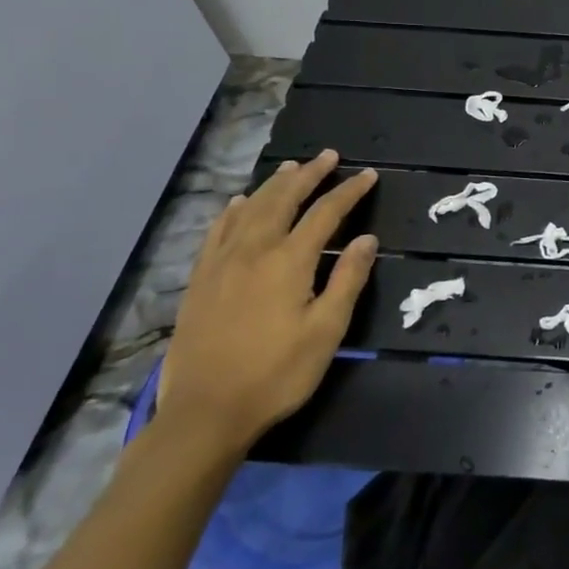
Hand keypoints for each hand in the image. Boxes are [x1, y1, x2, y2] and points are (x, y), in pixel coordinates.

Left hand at [157, 152, 377, 453]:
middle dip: (309, 175)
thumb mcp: (326, 331)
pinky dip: (233, 211)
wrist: (205, 412)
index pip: (326, 213)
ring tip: (291, 168)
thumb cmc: (276, 374)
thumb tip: (367, 239)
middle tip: (328, 156)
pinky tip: (239, 202)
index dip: (349, 192)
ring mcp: (221, 263)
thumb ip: (347, 280)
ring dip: (274, 185)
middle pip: (284, 200)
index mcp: (289, 261)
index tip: (368, 175)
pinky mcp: (200, 280)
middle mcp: (254, 251)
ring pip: (250, 209)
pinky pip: (217, 231)